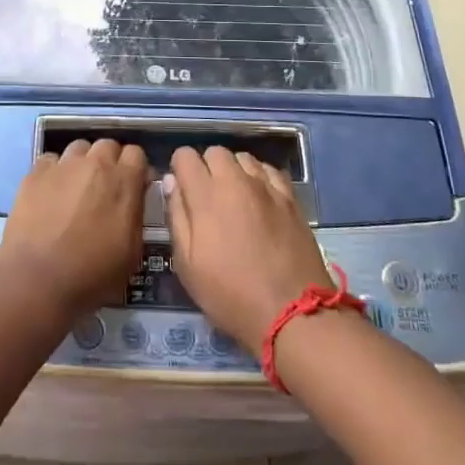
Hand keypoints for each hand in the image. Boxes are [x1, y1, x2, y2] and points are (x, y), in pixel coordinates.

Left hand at [0, 139, 148, 319]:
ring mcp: (63, 165)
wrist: (37, 281)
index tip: (132, 187)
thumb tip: (133, 200)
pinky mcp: (35, 172)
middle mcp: (95, 164)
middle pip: (107, 145)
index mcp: (123, 181)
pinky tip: (49, 193)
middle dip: (109, 162)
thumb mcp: (131, 254)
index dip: (134, 170)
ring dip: (82, 163)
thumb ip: (136, 216)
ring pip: (78, 148)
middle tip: (103, 189)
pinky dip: (54, 172)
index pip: (136, 154)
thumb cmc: (91, 275)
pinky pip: (50, 160)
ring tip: (75, 188)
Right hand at [165, 146, 332, 354]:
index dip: (180, 169)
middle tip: (209, 199)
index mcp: (206, 195)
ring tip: (236, 200)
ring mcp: (267, 187)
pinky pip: (270, 170)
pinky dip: (260, 178)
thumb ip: (176, 217)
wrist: (292, 313)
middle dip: (207, 168)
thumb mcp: (188, 265)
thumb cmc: (231, 295)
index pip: (185, 156)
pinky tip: (261, 200)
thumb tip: (171, 182)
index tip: (183, 192)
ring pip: (244, 158)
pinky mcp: (291, 197)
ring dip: (235, 171)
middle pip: (215, 151)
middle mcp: (236, 181)